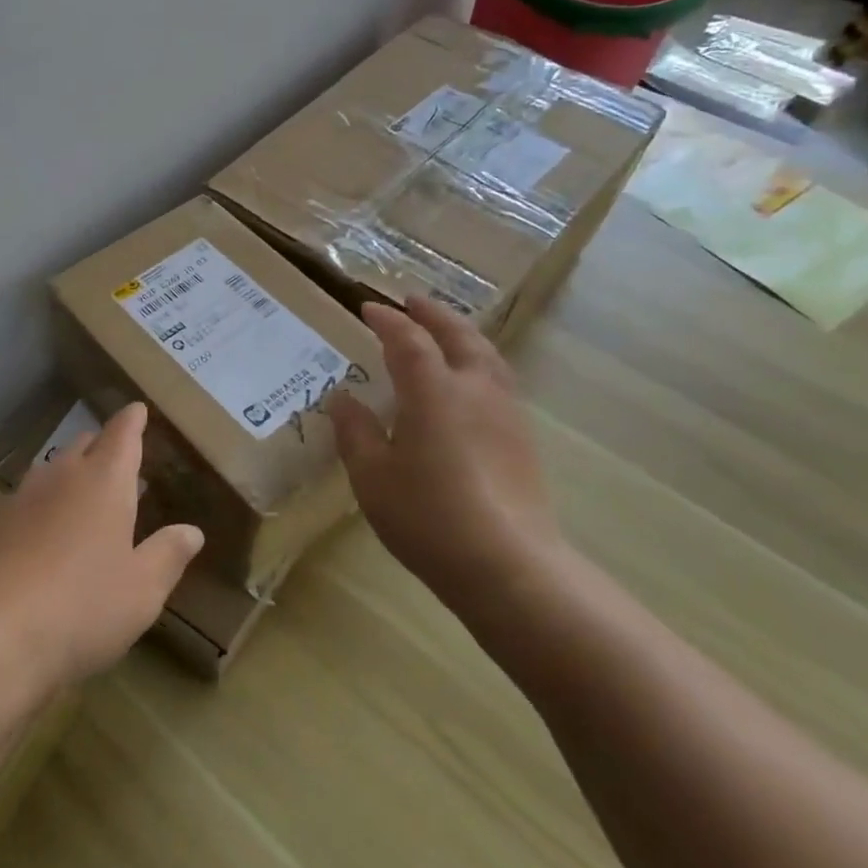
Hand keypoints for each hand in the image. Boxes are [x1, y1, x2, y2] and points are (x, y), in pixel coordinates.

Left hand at [0, 403, 204, 687]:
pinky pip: (24, 501)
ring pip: (51, 471)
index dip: (133, 420)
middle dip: (103, 447)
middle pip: (84, 445)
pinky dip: (41, 507)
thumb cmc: (82, 606)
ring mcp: (21, 497)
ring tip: (83, 499)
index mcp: (105, 481)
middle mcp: (61, 476)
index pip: (122, 434)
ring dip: (70, 476)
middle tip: (118, 463)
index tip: (138, 409)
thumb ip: (168, 555)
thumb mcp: (142, 590)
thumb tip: (191, 531)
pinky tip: (42, 538)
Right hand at [328, 298, 565, 625]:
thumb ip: (355, 432)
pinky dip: (479, 362)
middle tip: (412, 302)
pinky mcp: (523, 438)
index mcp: (433, 391)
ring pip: (487, 355)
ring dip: (462, 334)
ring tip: (444, 331)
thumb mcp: (372, 476)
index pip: (408, 340)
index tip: (368, 309)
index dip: (387, 320)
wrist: (508, 565)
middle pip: (458, 335)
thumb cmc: (428, 517)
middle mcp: (474, 389)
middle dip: (433, 314)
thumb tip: (343, 399)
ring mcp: (506, 412)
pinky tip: (470, 381)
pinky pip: (499, 379)